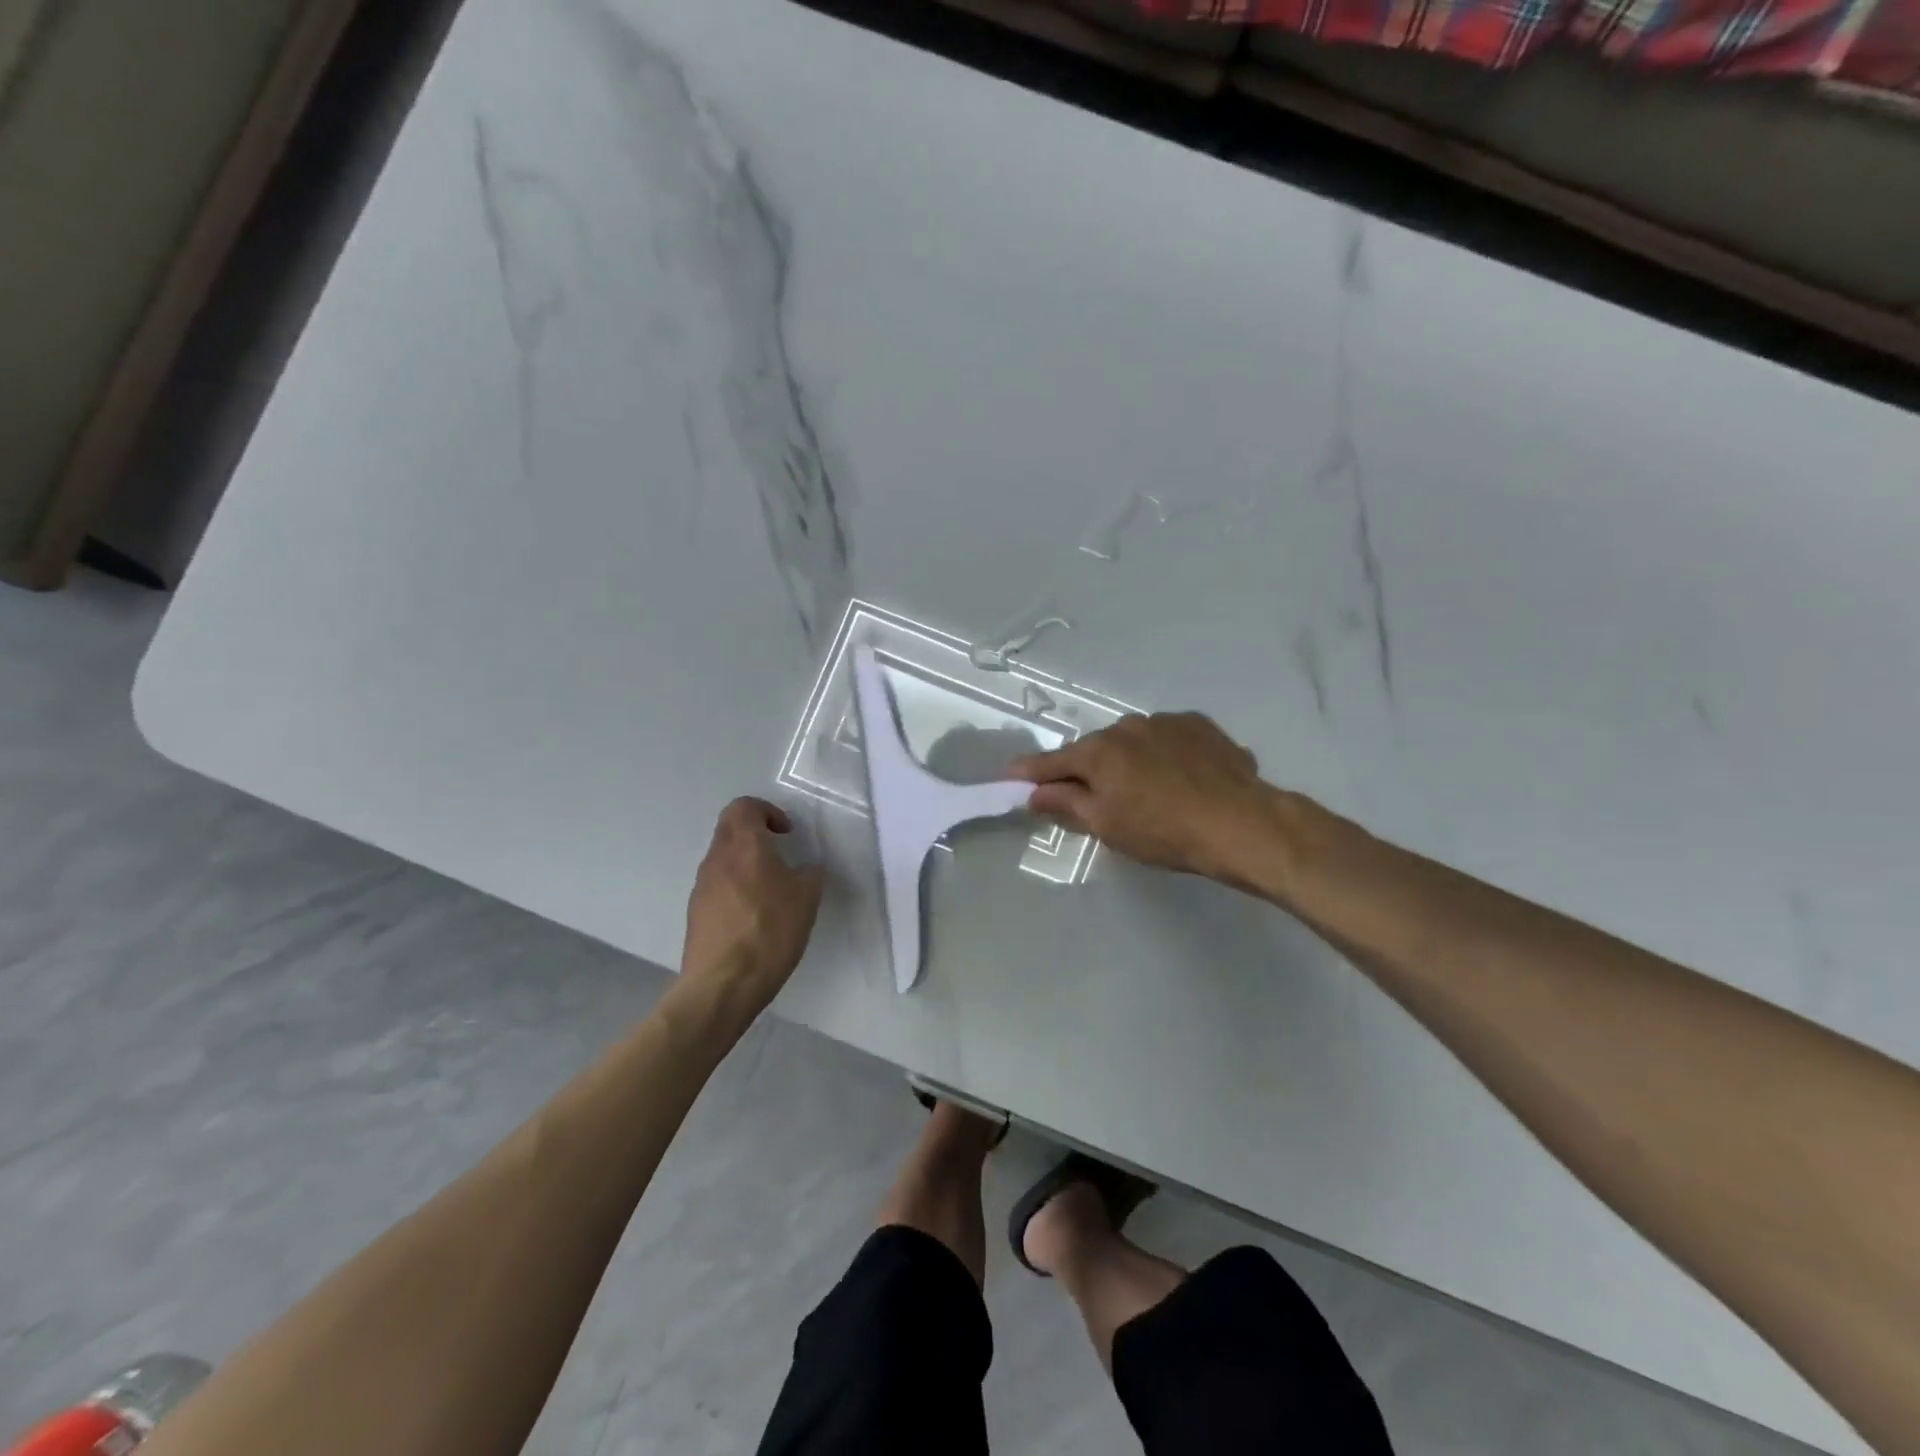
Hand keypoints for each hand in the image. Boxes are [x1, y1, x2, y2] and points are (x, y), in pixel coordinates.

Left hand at [680, 798, 825, 1018]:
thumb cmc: (769, 931)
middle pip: (730, 829)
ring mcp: (702, 886)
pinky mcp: (696, 913)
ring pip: (723, 858)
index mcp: (744, 845)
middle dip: (755, 834)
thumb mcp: (807, 898)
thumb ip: (809, 874)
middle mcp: (717, 859)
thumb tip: (804, 869)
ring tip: (771, 890)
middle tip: (780, 854)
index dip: (767, 811)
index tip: (786, 833)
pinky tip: (754, 917)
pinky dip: (736, 889)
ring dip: (745, 863)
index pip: (744, 806)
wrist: (723, 984)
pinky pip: (717, 886)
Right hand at [1011, 713, 1275, 881]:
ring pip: (1134, 742)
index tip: (1011, 774)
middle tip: (1095, 797)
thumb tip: (1036, 793)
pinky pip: (1169, 740)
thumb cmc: (1163, 831)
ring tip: (1149, 791)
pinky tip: (1181, 779)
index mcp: (1100, 751)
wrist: (1240, 823)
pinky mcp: (1201, 726)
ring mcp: (1167, 722)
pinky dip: (1164, 755)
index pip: (1055, 761)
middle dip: (1090, 769)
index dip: (1031, 771)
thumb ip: (1067, 804)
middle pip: (1097, 749)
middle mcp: (1128, 726)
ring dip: (1131, 760)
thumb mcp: (1107, 825)